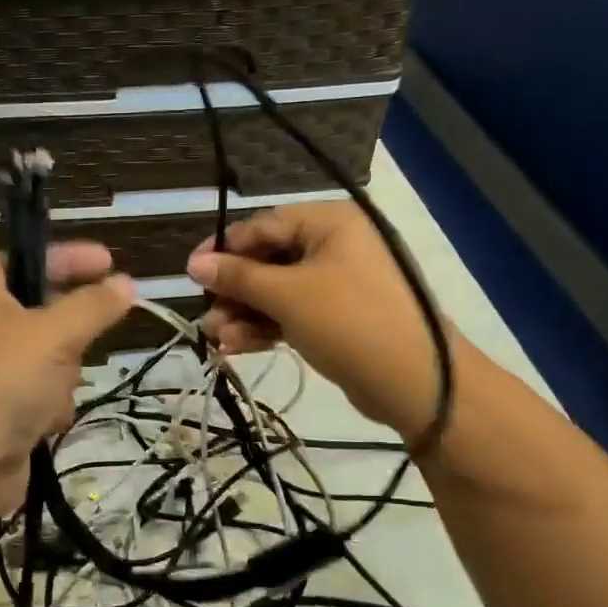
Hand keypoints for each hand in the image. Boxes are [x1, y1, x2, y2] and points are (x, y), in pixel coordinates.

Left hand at [0, 244, 134, 516]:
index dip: (70, 257)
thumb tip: (125, 284)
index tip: (111, 262)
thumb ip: (93, 306)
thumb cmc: (0, 384)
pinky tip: (43, 423)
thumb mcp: (54, 335)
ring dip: (62, 377)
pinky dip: (49, 405)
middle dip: (69, 336)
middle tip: (77, 348)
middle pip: (44, 312)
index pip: (29, 258)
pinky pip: (41, 392)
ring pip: (50, 356)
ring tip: (50, 395)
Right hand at [187, 202, 445, 440]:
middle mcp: (334, 245)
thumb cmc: (349, 322)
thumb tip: (193, 263)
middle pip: (267, 261)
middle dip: (233, 291)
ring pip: (276, 292)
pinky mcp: (337, 318)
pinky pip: (291, 314)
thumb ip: (238, 277)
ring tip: (217, 338)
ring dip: (244, 314)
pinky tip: (236, 348)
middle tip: (206, 316)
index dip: (224, 250)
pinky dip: (265, 328)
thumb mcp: (287, 295)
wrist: (416, 383)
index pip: (263, 226)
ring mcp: (337, 284)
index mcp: (329, 223)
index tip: (191, 274)